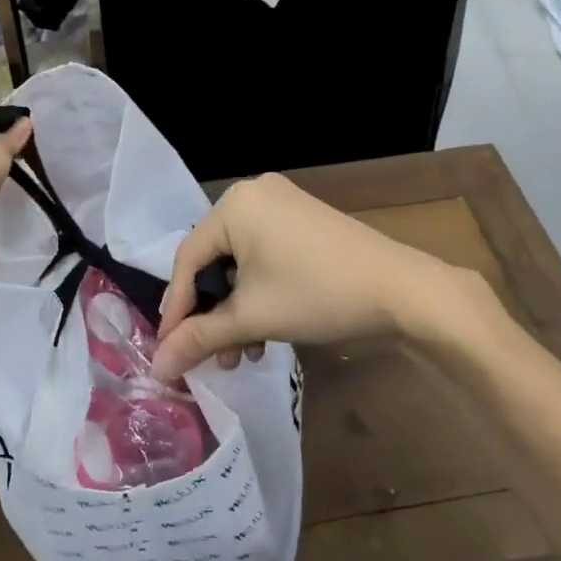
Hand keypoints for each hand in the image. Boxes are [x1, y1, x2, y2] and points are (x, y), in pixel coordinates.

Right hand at [152, 173, 502, 380]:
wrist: (402, 291)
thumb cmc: (317, 294)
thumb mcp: (252, 318)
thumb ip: (199, 338)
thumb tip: (157, 366)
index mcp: (233, 205)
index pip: (187, 259)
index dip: (177, 309)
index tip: (168, 350)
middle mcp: (252, 194)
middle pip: (213, 260)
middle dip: (212, 314)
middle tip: (210, 356)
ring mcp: (281, 204)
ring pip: (239, 262)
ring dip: (236, 310)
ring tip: (241, 354)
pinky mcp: (302, 220)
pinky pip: (263, 255)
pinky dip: (258, 291)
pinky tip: (265, 330)